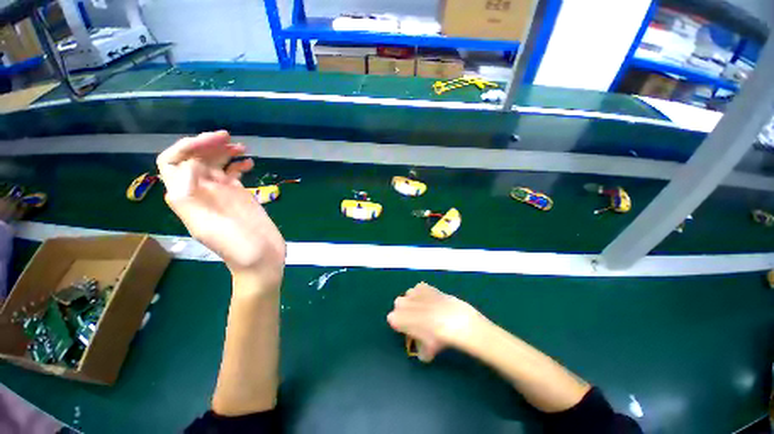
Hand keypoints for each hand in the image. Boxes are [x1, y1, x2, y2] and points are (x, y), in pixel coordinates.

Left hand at [157, 131, 285, 287]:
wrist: (261, 258)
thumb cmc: (237, 246)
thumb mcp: (208, 226)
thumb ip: (192, 198)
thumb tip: (191, 164)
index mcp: (187, 198)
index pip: (173, 163)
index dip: (187, 147)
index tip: (212, 141)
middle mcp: (201, 192)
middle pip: (195, 158)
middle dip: (208, 144)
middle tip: (229, 138)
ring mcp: (221, 193)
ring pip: (215, 163)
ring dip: (224, 151)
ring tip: (241, 147)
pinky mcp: (239, 195)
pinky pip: (233, 173)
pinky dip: (239, 164)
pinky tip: (250, 162)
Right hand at [387, 282, 488, 361]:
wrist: (453, 319)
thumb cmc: (435, 337)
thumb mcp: (426, 352)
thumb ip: (420, 350)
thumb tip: (423, 351)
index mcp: (396, 318)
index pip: (394, 321)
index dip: (403, 326)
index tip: (412, 330)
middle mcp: (400, 303)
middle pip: (400, 307)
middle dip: (407, 311)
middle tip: (420, 320)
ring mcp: (411, 292)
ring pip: (410, 296)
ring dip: (415, 301)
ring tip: (428, 309)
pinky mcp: (422, 285)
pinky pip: (420, 290)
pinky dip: (424, 294)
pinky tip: (434, 301)